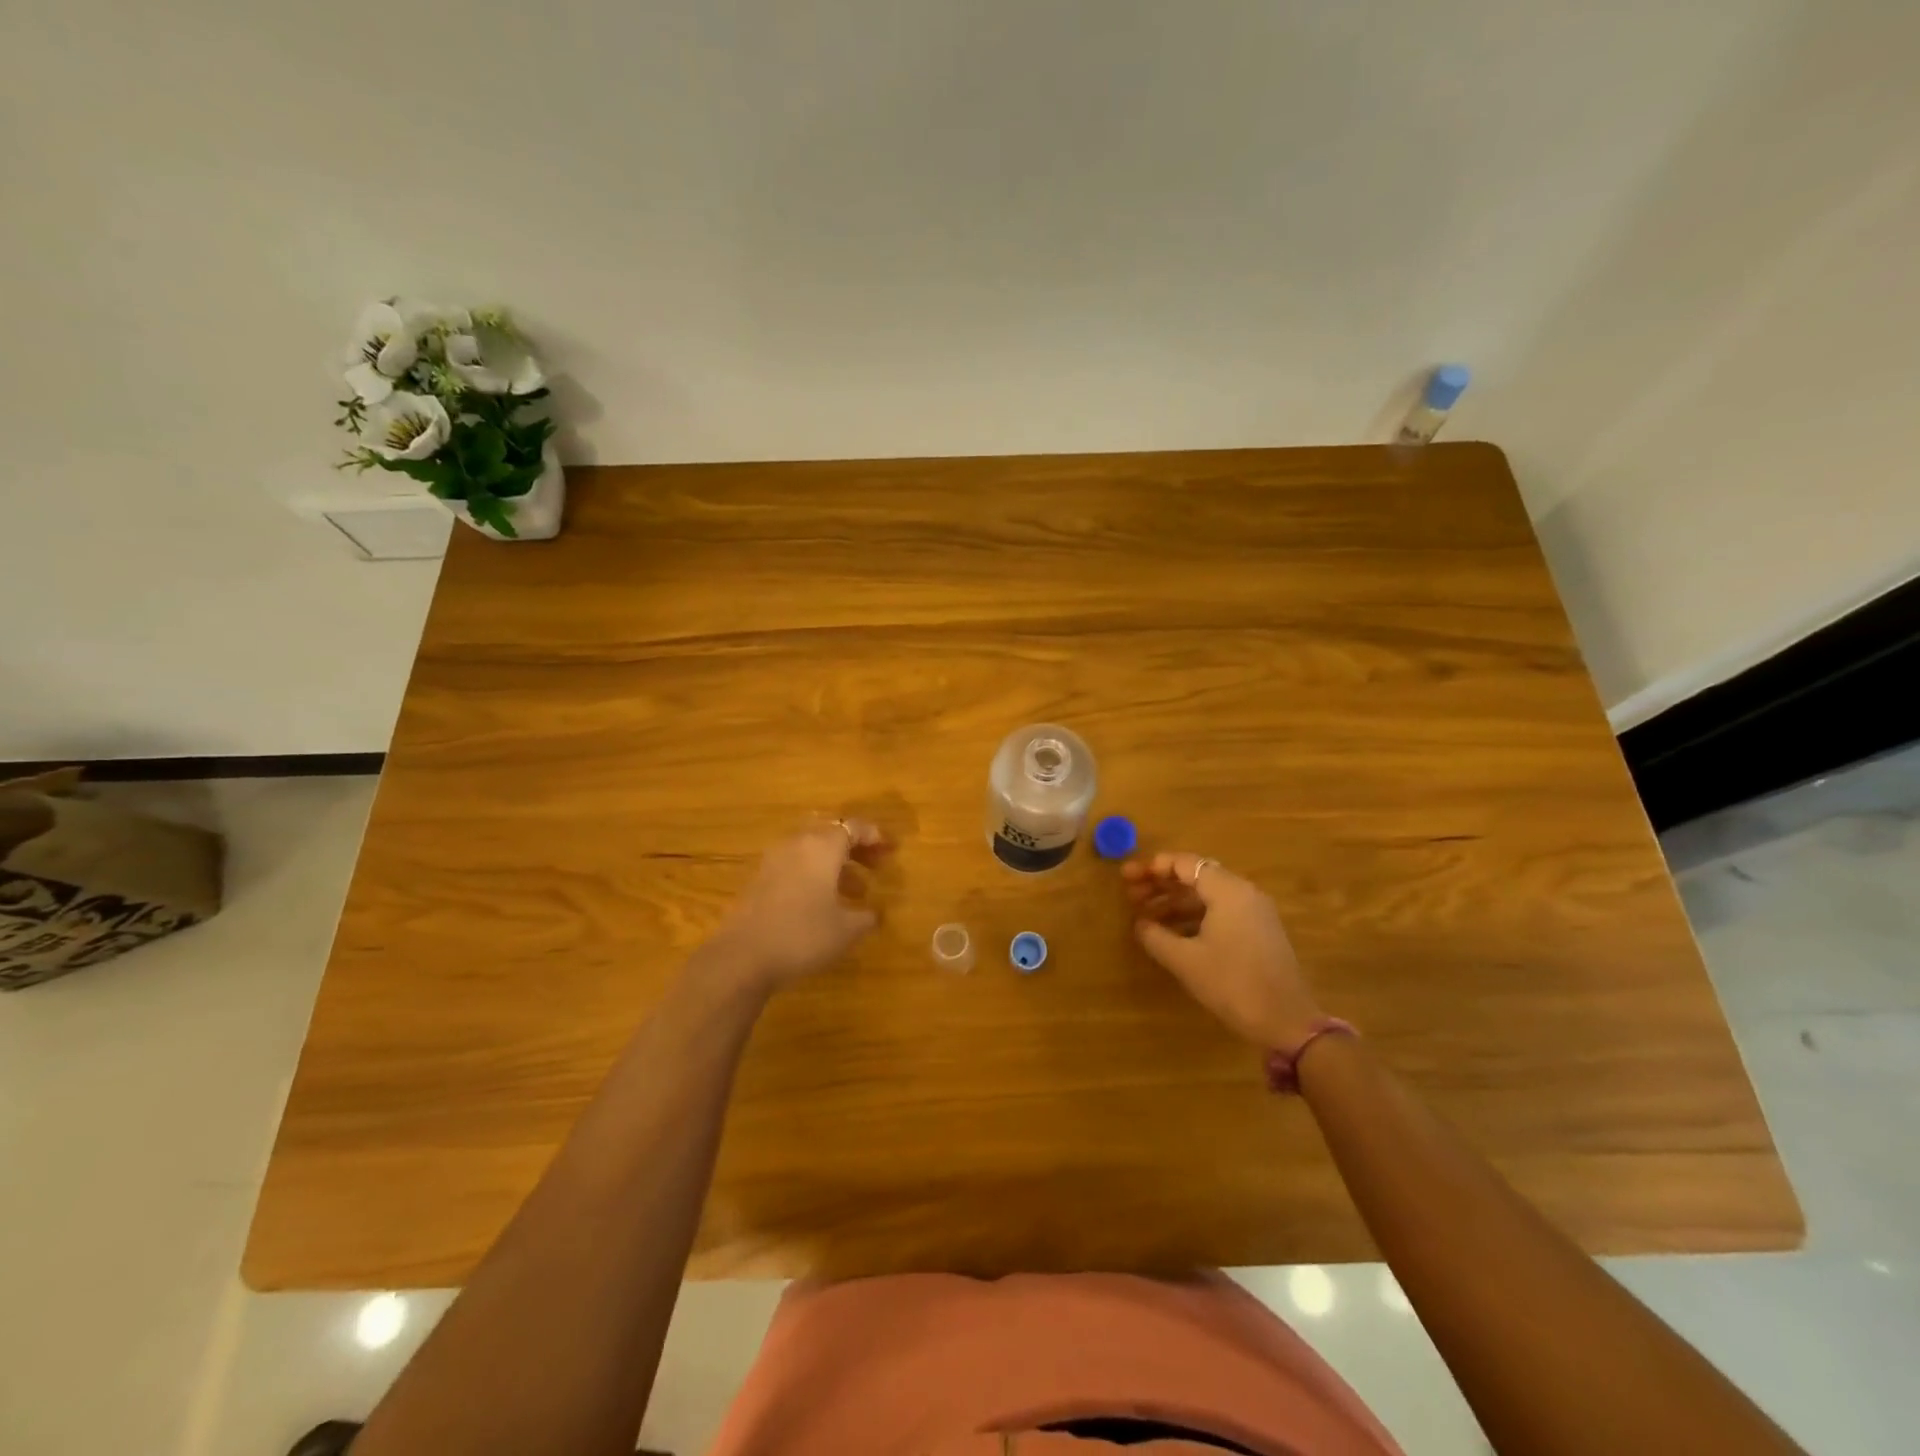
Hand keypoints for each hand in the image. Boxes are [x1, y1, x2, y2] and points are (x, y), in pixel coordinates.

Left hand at [712, 819, 890, 988]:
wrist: (741, 956)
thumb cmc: (802, 935)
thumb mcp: (845, 930)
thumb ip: (865, 917)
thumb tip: (874, 914)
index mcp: (822, 847)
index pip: (853, 827)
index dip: (874, 836)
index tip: (890, 850)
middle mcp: (797, 844)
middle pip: (830, 833)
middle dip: (855, 847)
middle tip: (874, 866)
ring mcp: (774, 860)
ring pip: (811, 850)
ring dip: (835, 863)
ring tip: (855, 890)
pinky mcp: (759, 879)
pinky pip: (795, 865)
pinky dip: (814, 874)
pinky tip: (823, 902)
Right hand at [1123, 851, 1323, 1048]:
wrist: (1287, 1022)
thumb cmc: (1233, 984)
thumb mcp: (1185, 961)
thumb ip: (1156, 936)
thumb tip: (1140, 924)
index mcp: (1228, 891)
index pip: (1185, 864)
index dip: (1152, 868)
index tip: (1127, 877)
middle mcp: (1243, 893)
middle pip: (1195, 876)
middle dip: (1161, 884)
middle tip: (1129, 895)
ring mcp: (1254, 913)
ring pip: (1207, 896)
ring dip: (1174, 902)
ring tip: (1144, 916)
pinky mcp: (1258, 932)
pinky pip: (1219, 912)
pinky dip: (1193, 917)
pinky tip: (1171, 934)